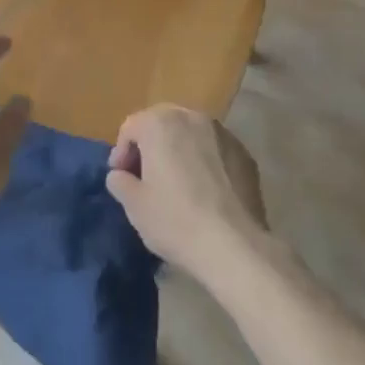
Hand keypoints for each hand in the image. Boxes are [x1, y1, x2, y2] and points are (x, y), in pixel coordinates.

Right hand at [105, 104, 268, 280]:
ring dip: (178, 151)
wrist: (235, 247)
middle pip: (162, 124)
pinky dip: (204, 161)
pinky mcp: (245, 154)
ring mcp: (223, 133)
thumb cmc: (175, 220)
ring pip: (190, 135)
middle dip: (150, 146)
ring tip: (176, 182)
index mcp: (160, 123)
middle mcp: (192, 117)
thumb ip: (119, 181)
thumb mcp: (133, 204)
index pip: (131, 127)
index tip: (121, 178)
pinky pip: (214, 150)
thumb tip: (121, 176)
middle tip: (145, 177)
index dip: (121, 153)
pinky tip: (204, 191)